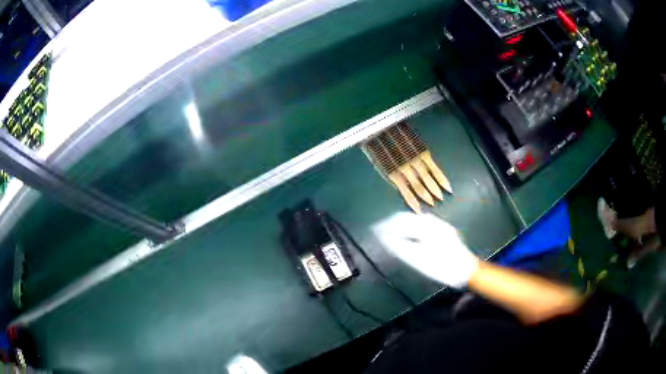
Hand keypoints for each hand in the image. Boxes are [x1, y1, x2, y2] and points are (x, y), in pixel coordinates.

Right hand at [373, 213, 478, 287]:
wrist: (466, 269)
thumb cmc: (441, 266)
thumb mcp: (418, 260)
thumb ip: (400, 248)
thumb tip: (384, 239)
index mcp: (425, 226)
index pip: (400, 220)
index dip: (386, 225)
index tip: (375, 230)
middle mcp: (432, 221)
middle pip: (408, 217)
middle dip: (392, 223)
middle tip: (380, 231)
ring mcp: (439, 225)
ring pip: (415, 220)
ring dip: (401, 224)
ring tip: (390, 232)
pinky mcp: (442, 230)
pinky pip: (422, 224)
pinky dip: (411, 227)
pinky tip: (408, 234)